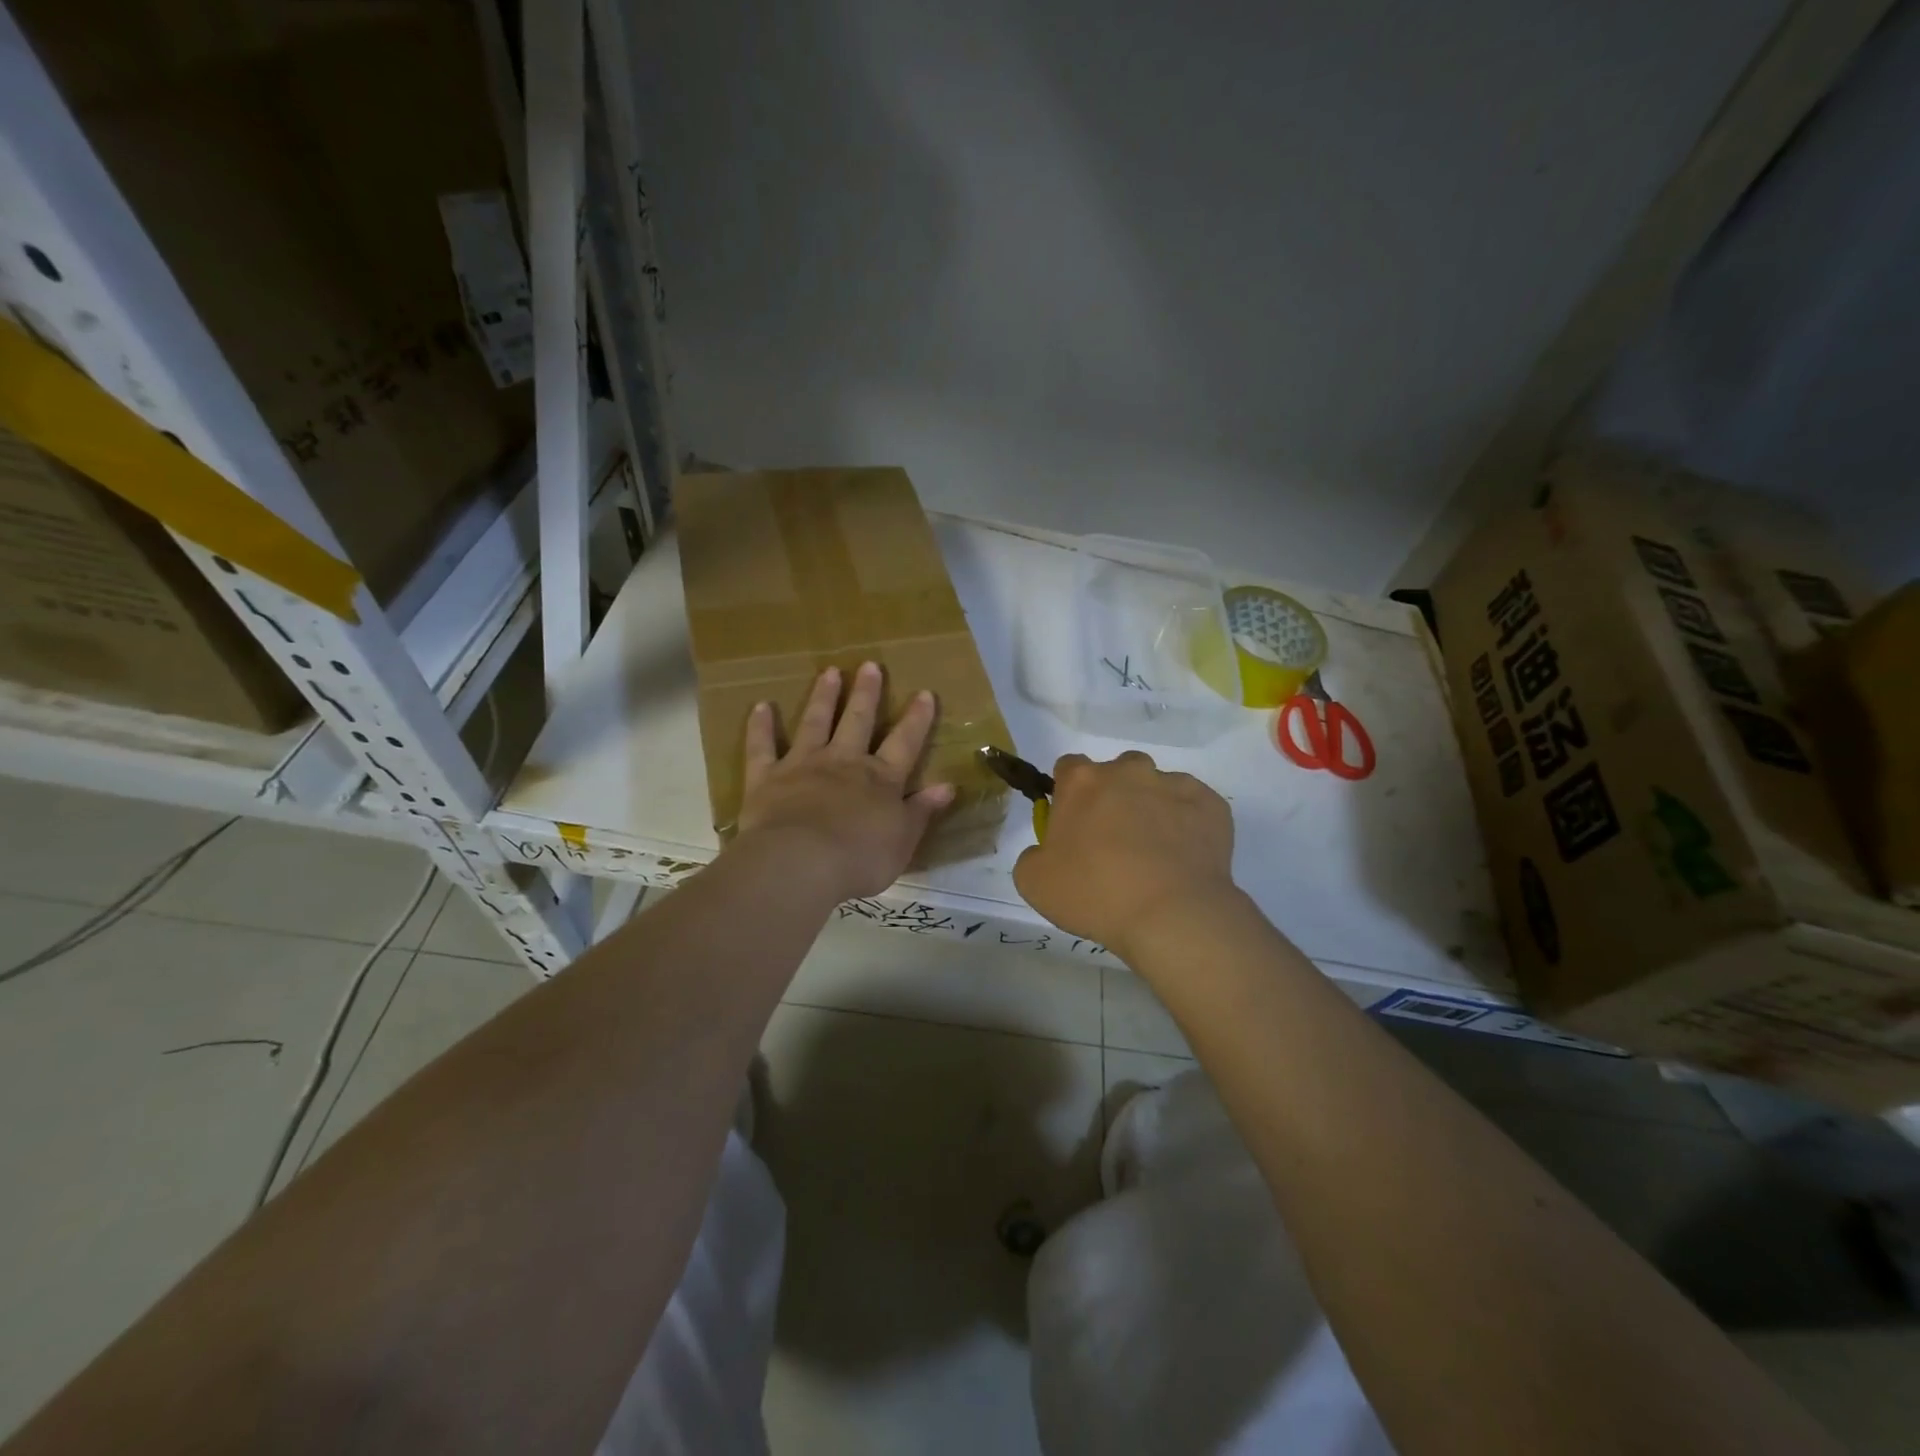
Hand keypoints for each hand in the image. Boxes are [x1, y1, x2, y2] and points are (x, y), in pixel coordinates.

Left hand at [733, 662, 954, 903]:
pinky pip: (762, 747)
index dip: (916, 719)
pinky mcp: (767, 777)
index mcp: (881, 780)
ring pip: (815, 723)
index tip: (925, 694)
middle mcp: (844, 763)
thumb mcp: (903, 841)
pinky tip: (761, 706)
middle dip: (866, 694)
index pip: (905, 743)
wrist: (800, 863)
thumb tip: (947, 786)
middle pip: (858, 721)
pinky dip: (760, 727)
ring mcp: (803, 765)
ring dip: (823, 697)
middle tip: (870, 665)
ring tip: (829, 672)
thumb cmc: (859, 859)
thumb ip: (922, 811)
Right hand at [1013, 752, 1238, 957]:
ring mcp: (1174, 784)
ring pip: (1157, 787)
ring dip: (1151, 808)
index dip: (1068, 794)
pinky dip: (1187, 824)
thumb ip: (1033, 854)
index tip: (1072, 824)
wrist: (1171, 915)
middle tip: (1113, 842)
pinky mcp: (1211, 804)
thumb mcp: (1033, 882)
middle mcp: (1128, 771)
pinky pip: (1193, 807)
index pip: (1067, 768)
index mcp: (1082, 781)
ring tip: (1154, 853)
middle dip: (1113, 797)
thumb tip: (1047, 850)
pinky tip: (1183, 859)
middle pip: (1115, 773)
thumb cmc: (1094, 893)